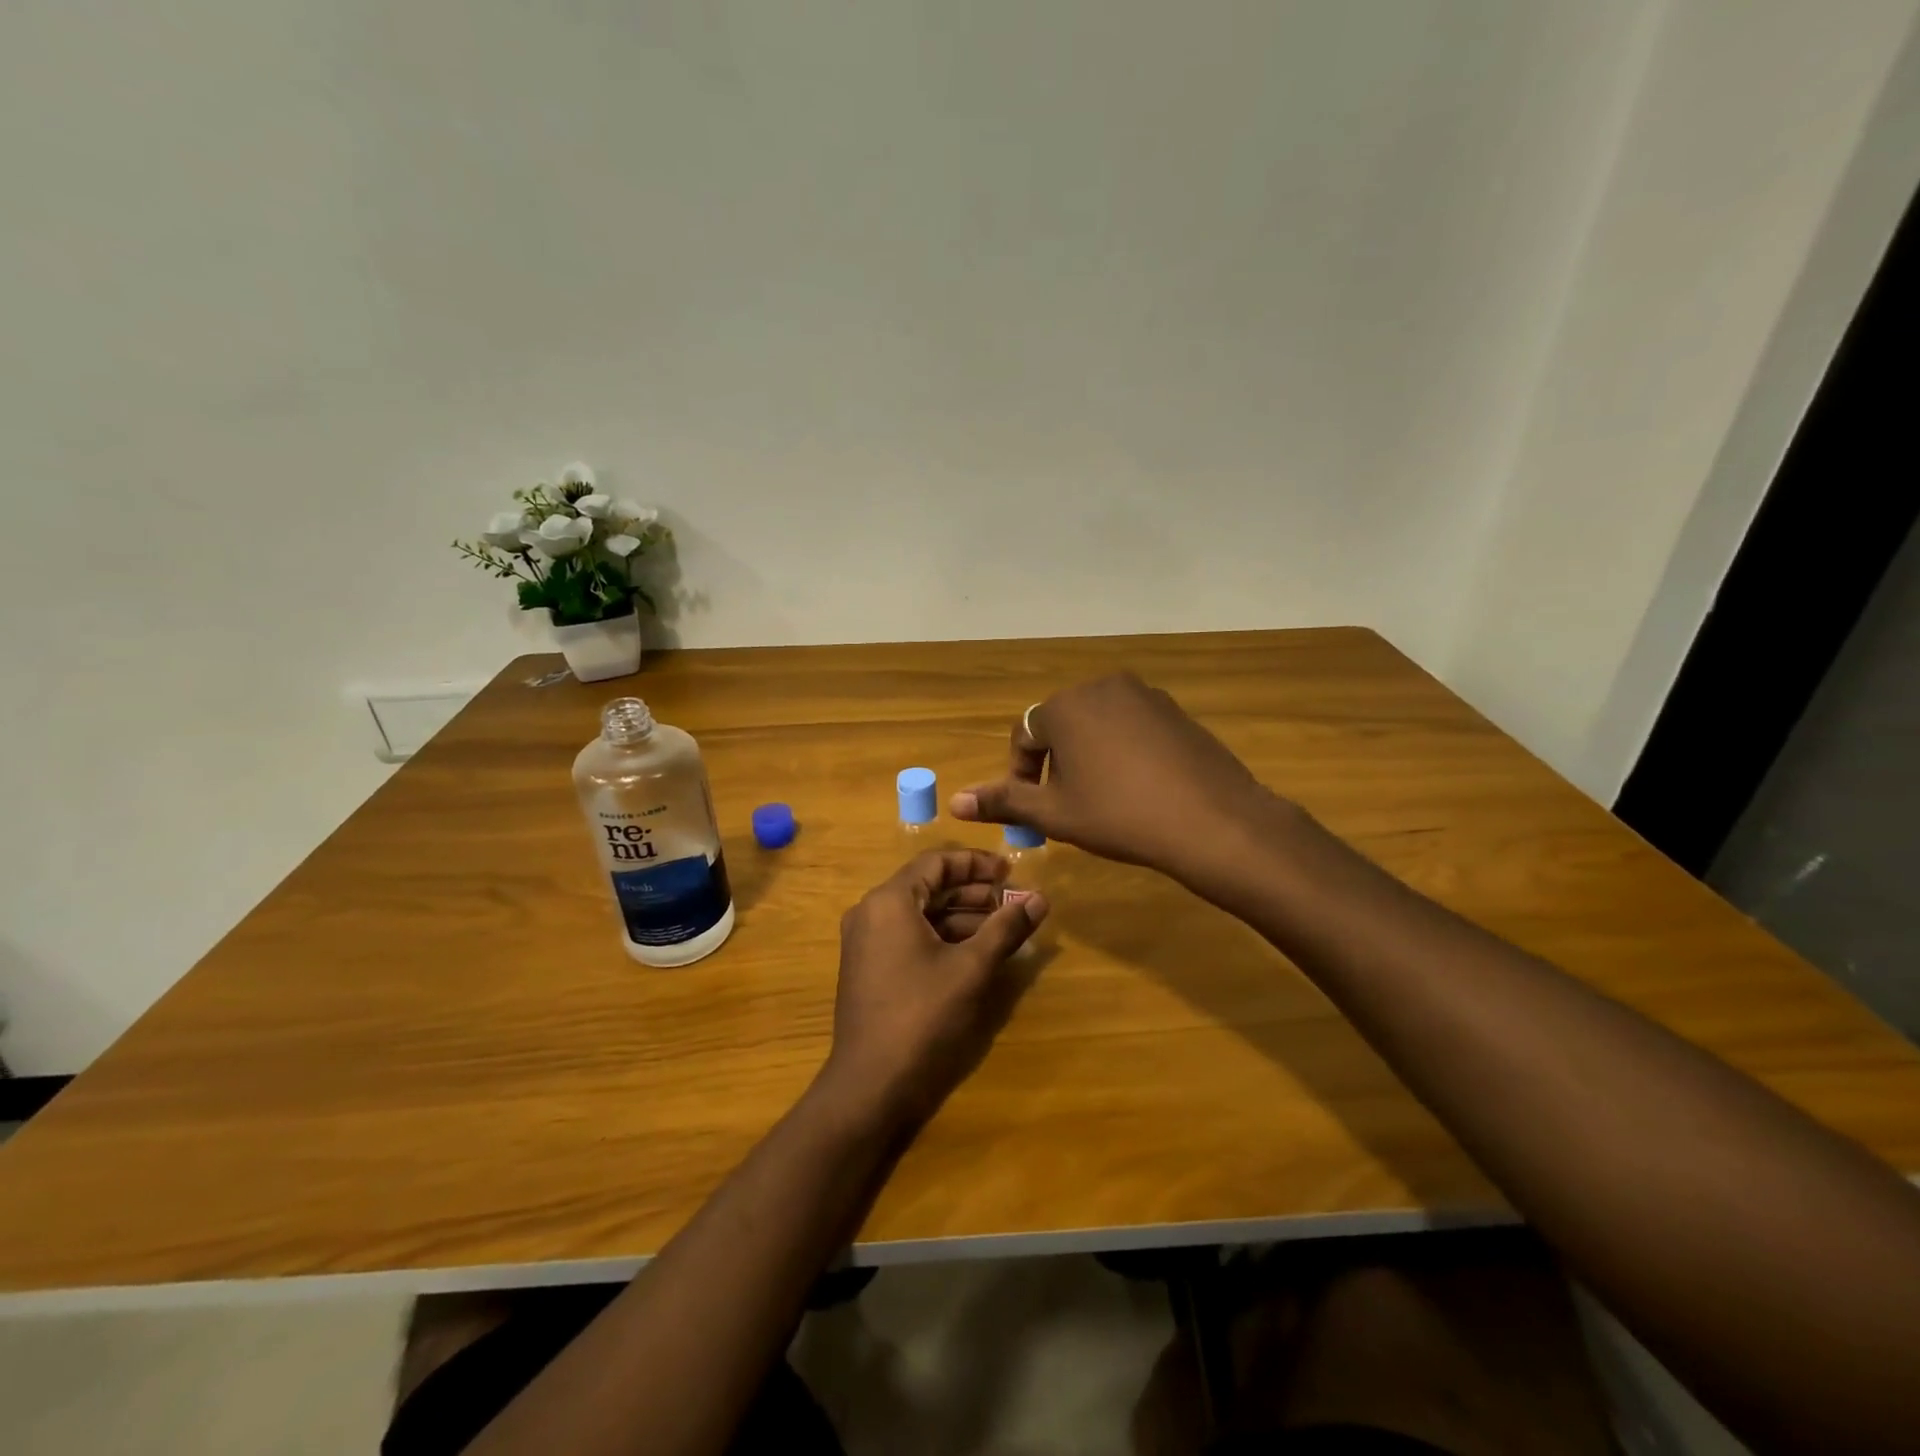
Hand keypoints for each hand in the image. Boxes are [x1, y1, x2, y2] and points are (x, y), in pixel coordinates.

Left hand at [822, 850, 1048, 1128]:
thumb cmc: (922, 1016)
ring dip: (963, 916)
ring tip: (1005, 926)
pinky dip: (943, 937)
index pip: (937, 862)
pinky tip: (977, 951)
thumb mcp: (971, 968)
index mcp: (890, 901)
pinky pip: (910, 936)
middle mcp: (872, 912)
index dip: (977, 864)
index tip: (1011, 872)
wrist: (871, 1084)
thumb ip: (1006, 928)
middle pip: (929, 887)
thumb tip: (1041, 898)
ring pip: (921, 914)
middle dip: (974, 892)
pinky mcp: (870, 968)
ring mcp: (867, 941)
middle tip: (1014, 902)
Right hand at [949, 673, 1294, 888]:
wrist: (1211, 820)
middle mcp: (1102, 687)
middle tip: (1066, 807)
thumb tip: (955, 802)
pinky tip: (1138, 788)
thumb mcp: (1054, 813)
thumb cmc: (1119, 815)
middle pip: (1061, 725)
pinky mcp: (1175, 711)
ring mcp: (1144, 695)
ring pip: (1097, 725)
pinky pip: (1132, 726)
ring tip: (1101, 799)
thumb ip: (1003, 801)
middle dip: (1055, 764)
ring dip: (1088, 757)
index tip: (1033, 810)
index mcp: (1065, 706)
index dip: (1021, 775)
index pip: (1024, 736)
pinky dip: (1122, 751)